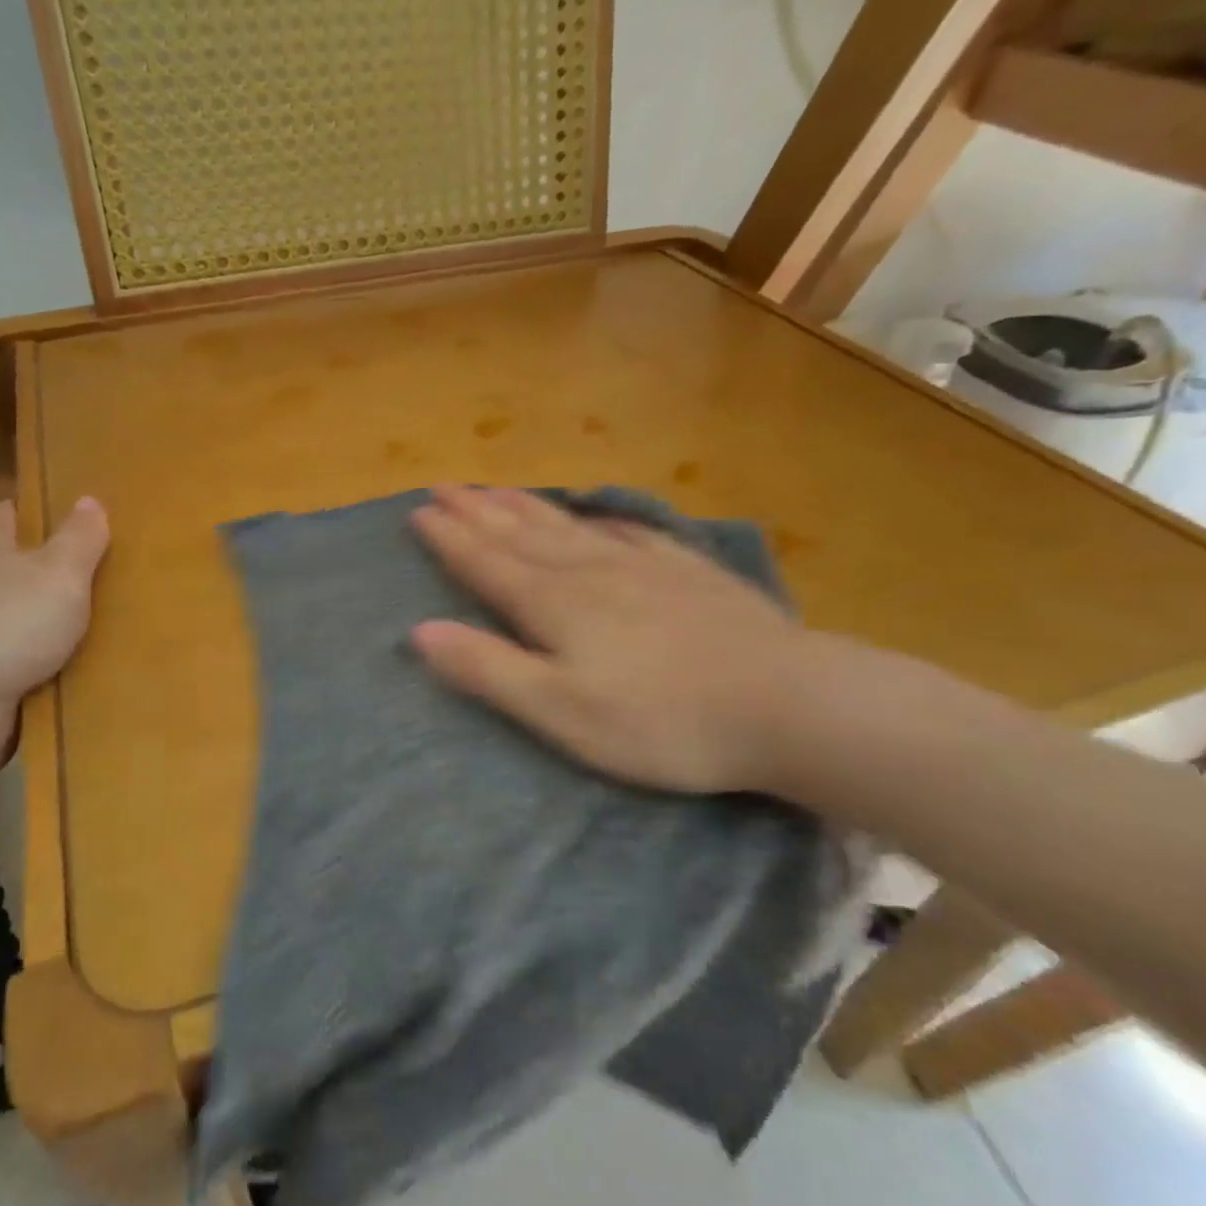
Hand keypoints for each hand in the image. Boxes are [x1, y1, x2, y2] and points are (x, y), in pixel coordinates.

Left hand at [0, 498, 109, 773]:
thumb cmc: (10, 622)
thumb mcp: (61, 571)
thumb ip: (80, 537)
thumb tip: (89, 500)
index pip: (8, 511)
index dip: (41, 510)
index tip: (78, 515)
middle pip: (14, 563)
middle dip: (52, 566)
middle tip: (104, 569)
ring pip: (18, 611)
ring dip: (49, 616)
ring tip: (101, 618)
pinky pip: (18, 654)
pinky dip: (44, 657)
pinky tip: (77, 662)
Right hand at [409, 485, 826, 794]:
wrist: (787, 703)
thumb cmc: (661, 720)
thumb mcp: (559, 710)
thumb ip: (488, 668)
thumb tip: (420, 632)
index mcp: (553, 604)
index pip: (486, 562)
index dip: (449, 538)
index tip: (419, 511)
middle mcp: (589, 571)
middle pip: (520, 533)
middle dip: (477, 510)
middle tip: (445, 485)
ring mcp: (642, 566)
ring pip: (568, 527)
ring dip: (526, 507)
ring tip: (497, 488)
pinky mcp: (687, 572)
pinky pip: (631, 533)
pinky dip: (602, 519)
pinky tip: (598, 513)